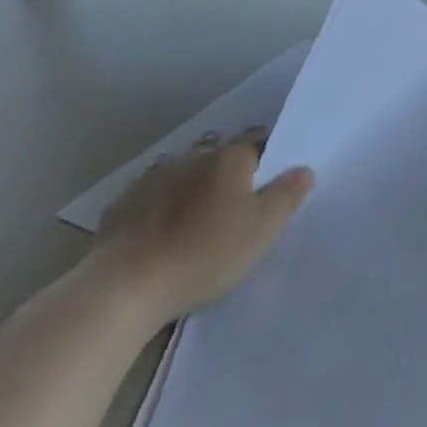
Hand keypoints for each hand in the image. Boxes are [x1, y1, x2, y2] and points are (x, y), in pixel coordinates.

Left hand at [91, 126, 314, 326]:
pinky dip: (161, 199)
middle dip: (228, 162)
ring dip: (193, 178)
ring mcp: (153, 178)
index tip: (272, 171)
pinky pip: (151, 192)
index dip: (266, 152)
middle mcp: (193, 157)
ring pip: (182, 168)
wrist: (126, 285)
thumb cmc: (208, 252)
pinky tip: (162, 221)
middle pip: (217, 150)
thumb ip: (287, 195)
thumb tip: (303, 169)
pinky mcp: (123, 204)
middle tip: (239, 190)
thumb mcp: (264, 228)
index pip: (256, 140)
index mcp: (230, 159)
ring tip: (201, 204)